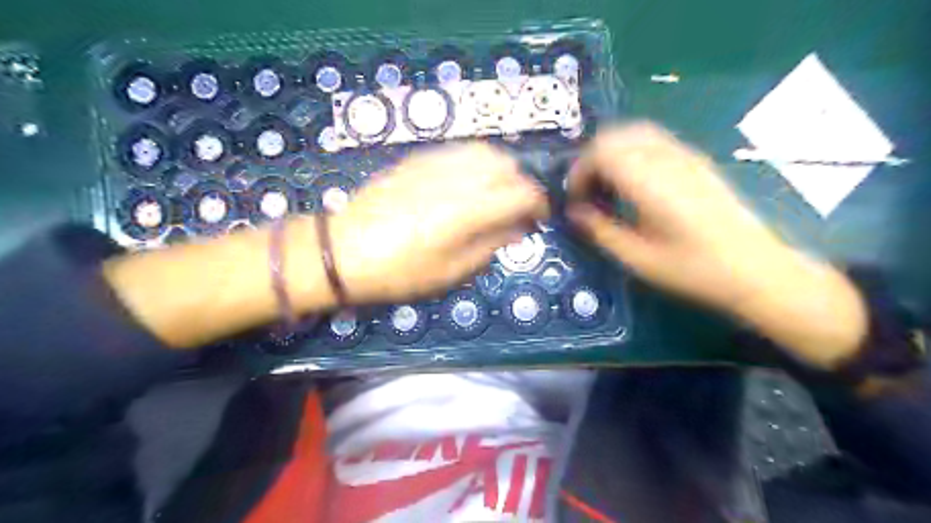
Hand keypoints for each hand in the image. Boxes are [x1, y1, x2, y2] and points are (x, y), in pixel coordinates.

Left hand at [330, 143, 547, 304]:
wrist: (344, 250)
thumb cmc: (400, 272)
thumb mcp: (451, 271)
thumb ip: (490, 245)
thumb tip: (517, 229)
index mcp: (468, 211)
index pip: (521, 193)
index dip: (539, 204)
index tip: (538, 219)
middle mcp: (457, 179)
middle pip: (507, 166)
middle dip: (521, 185)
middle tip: (515, 210)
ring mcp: (435, 163)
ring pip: (485, 151)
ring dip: (500, 170)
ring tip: (494, 194)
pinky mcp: (418, 159)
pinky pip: (459, 150)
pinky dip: (476, 162)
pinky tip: (468, 182)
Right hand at [563, 121, 869, 366]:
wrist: (757, 270)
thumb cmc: (694, 270)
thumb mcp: (637, 259)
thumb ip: (600, 231)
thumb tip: (574, 213)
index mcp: (650, 181)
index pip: (601, 152)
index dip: (579, 172)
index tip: (574, 200)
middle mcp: (667, 158)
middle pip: (616, 135)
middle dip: (591, 159)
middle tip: (586, 192)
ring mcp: (686, 155)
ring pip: (635, 132)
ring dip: (611, 153)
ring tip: (607, 187)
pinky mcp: (697, 161)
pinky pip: (654, 141)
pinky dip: (632, 153)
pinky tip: (634, 184)